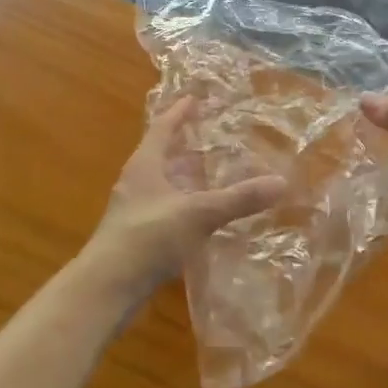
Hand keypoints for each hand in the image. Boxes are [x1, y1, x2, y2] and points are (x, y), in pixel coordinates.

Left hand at [78, 98, 284, 306]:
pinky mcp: (137, 235)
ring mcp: (134, 210)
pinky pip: (165, 207)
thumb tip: (281, 181)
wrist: (106, 289)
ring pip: (163, 182)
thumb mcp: (198, 214)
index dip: (179, 112)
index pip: (163, 128)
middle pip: (162, 153)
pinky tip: (202, 215)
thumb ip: (238, 198)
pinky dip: (184, 203)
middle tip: (211, 134)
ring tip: (212, 172)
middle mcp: (136, 182)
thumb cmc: (148, 238)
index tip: (195, 98)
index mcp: (145, 165)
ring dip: (185, 175)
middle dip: (185, 143)